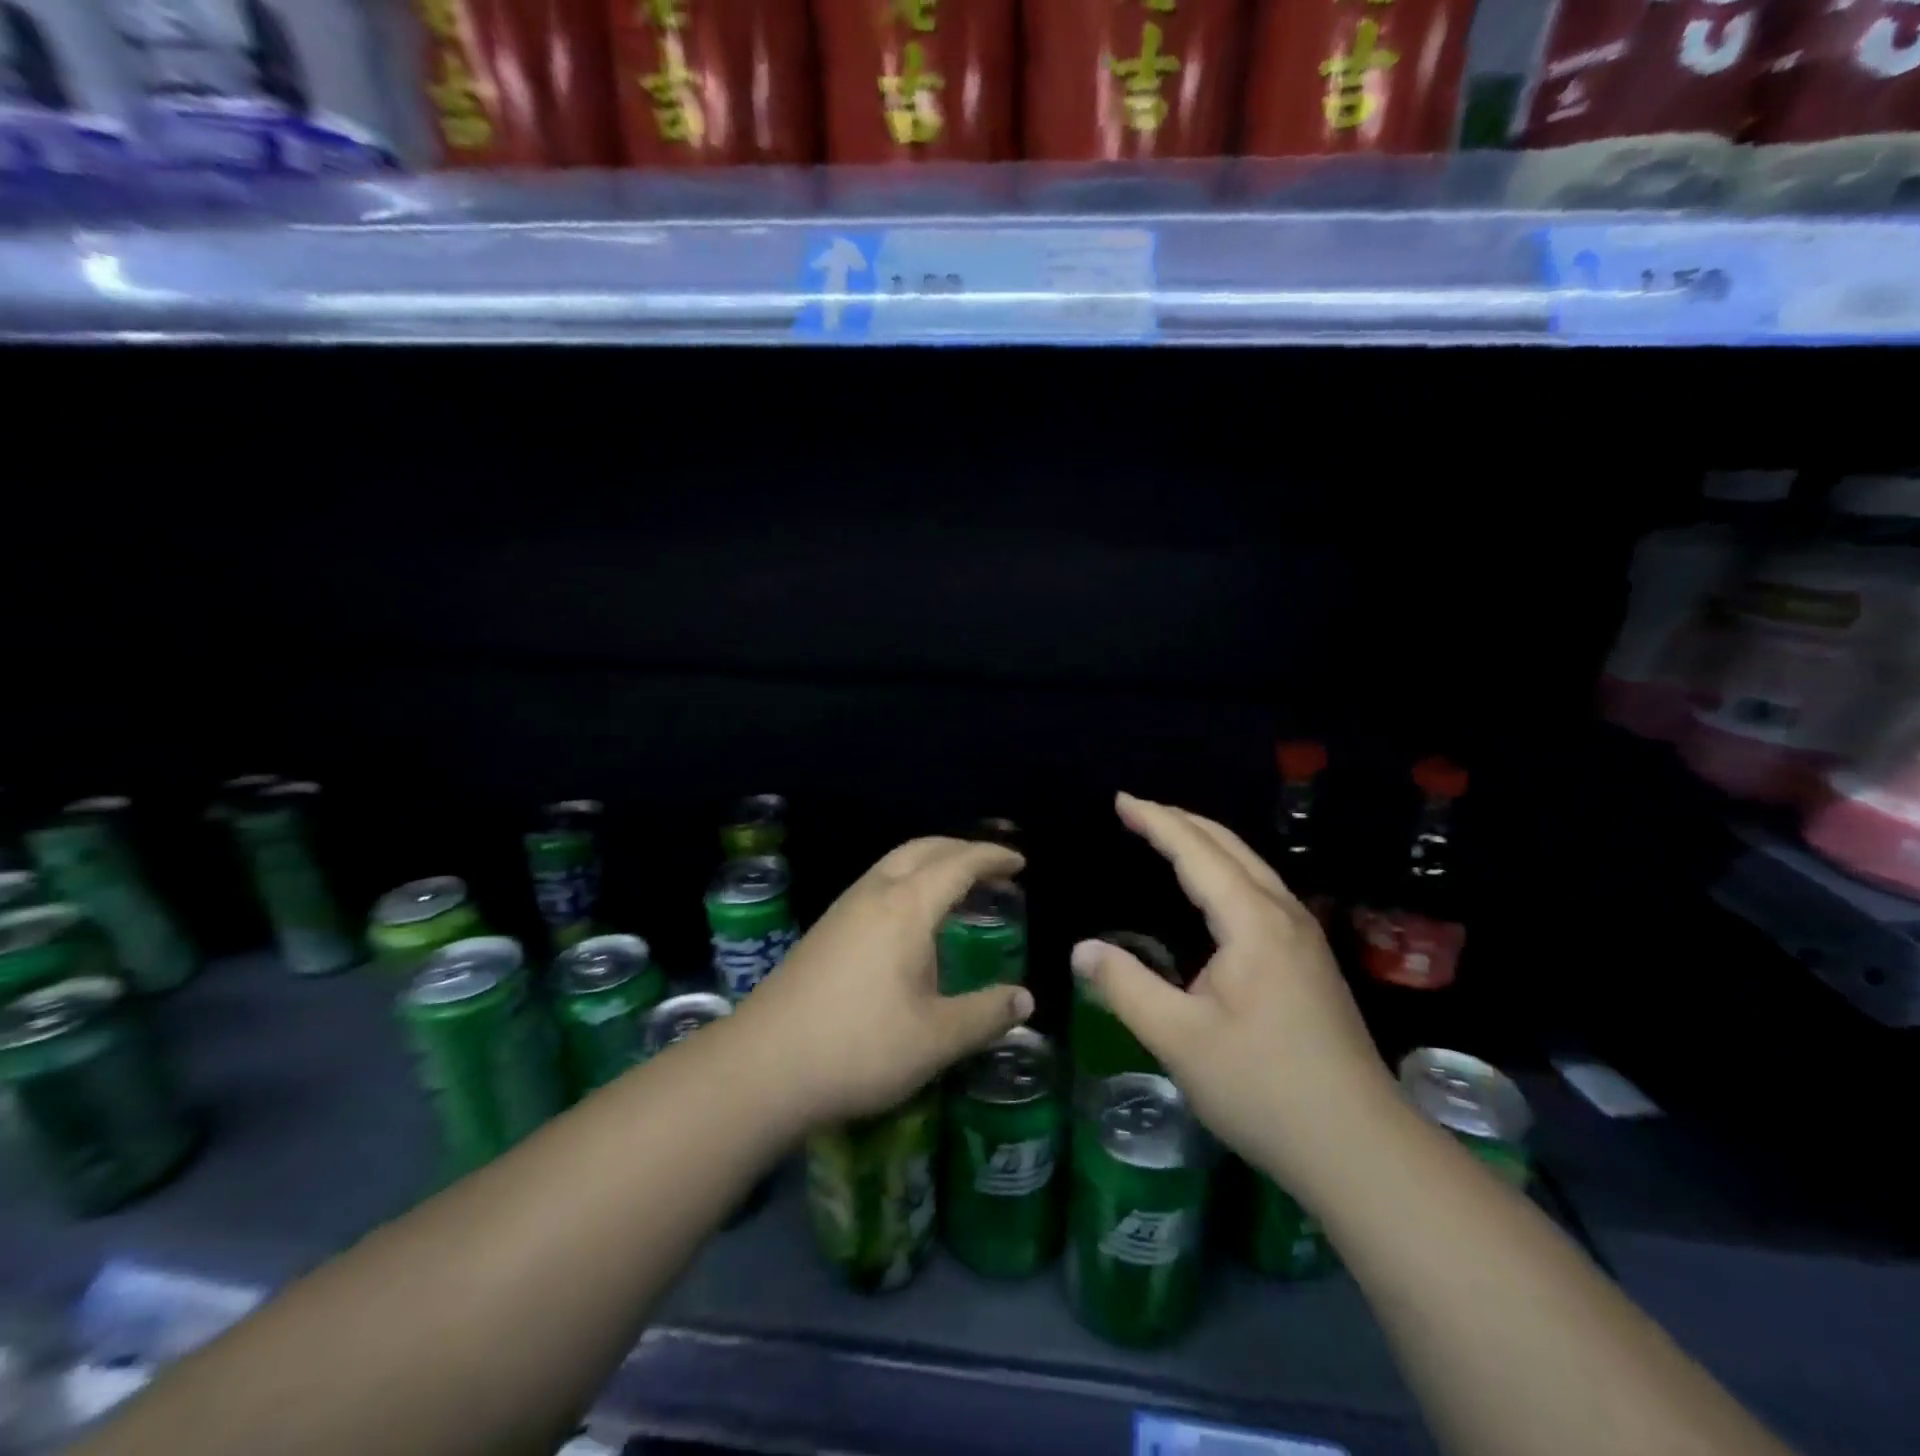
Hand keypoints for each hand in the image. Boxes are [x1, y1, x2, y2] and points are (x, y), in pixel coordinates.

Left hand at [730, 837, 1034, 1127]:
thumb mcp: (936, 1039)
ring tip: (956, 887)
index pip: (958, 864)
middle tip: (992, 867)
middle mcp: (873, 894)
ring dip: (930, 862)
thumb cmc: (859, 1047)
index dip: (992, 858)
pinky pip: (876, 883)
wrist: (762, 1065)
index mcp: (906, 908)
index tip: (1020, 863)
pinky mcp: (824, 930)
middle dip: (960, 849)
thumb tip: (1024, 1000)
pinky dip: (907, 881)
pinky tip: (909, 921)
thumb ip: (985, 1015)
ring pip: (893, 863)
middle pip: (922, 849)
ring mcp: (843, 910)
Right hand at [1069, 793, 1394, 1195]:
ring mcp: (1305, 939)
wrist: (1360, 1149)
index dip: (1157, 823)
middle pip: (1231, 847)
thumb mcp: (1179, 1040)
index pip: (1197, 853)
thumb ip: (1125, 987)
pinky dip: (1227, 870)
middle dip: (1182, 821)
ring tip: (1170, 836)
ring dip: (1208, 843)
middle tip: (1138, 810)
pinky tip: (1216, 892)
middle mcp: (1284, 916)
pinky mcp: (1312, 962)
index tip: (1121, 801)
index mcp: (1253, 923)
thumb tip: (1081, 949)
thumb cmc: (1263, 1088)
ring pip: (1252, 867)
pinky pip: (1261, 891)